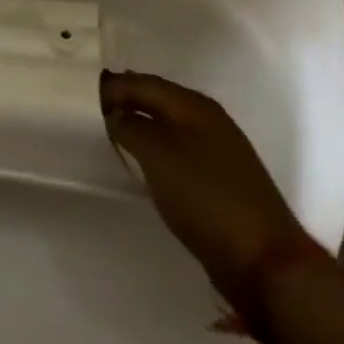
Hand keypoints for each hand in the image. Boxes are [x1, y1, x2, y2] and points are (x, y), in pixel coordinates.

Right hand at [100, 70, 309, 302]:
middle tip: (90, 111)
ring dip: (139, 125)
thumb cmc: (205, 197)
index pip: (144, 82)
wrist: (263, 260)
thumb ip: (130, 126)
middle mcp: (209, 120)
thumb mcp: (157, 154)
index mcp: (195, 106)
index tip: (80, 96)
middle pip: (158, 100)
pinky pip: (177, 150)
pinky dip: (154, 148)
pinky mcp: (219, 180)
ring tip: (109, 134)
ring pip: (167, 126)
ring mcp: (218, 151)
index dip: (113, 86)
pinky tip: (141, 162)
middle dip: (125, 101)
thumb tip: (115, 114)